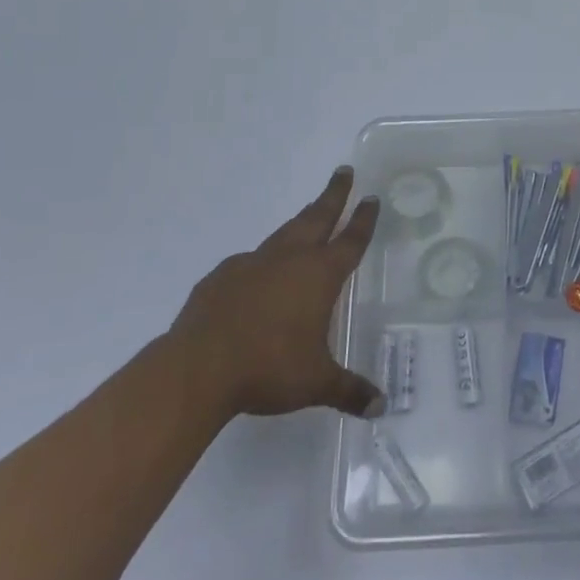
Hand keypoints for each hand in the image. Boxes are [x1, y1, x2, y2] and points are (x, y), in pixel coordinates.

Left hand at [167, 167, 384, 419]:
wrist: (198, 368)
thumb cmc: (269, 368)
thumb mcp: (316, 383)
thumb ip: (350, 390)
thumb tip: (381, 407)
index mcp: (319, 276)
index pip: (350, 240)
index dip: (363, 219)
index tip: (371, 197)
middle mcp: (289, 259)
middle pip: (317, 217)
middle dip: (334, 195)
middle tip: (343, 172)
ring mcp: (252, 263)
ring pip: (284, 232)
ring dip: (300, 221)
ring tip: (309, 215)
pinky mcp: (222, 277)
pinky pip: (249, 261)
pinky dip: (261, 261)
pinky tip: (257, 275)